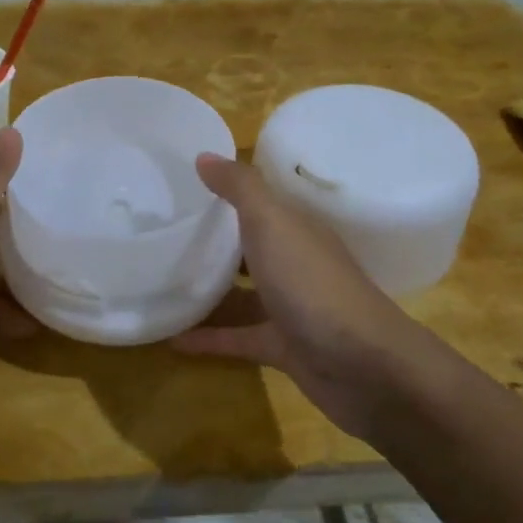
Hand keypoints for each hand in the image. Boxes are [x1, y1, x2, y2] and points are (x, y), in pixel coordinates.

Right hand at [173, 154, 424, 439]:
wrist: (362, 367)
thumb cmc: (313, 285)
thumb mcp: (273, 224)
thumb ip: (240, 189)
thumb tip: (204, 155)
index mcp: (298, 229)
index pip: (262, 202)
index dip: (228, 190)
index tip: (184, 183)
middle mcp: (296, 264)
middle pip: (251, 246)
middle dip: (215, 239)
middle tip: (164, 231)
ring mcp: (291, 308)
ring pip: (243, 293)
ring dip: (209, 289)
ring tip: (160, 282)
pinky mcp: (282, 348)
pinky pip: (238, 337)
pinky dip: (208, 337)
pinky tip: (172, 337)